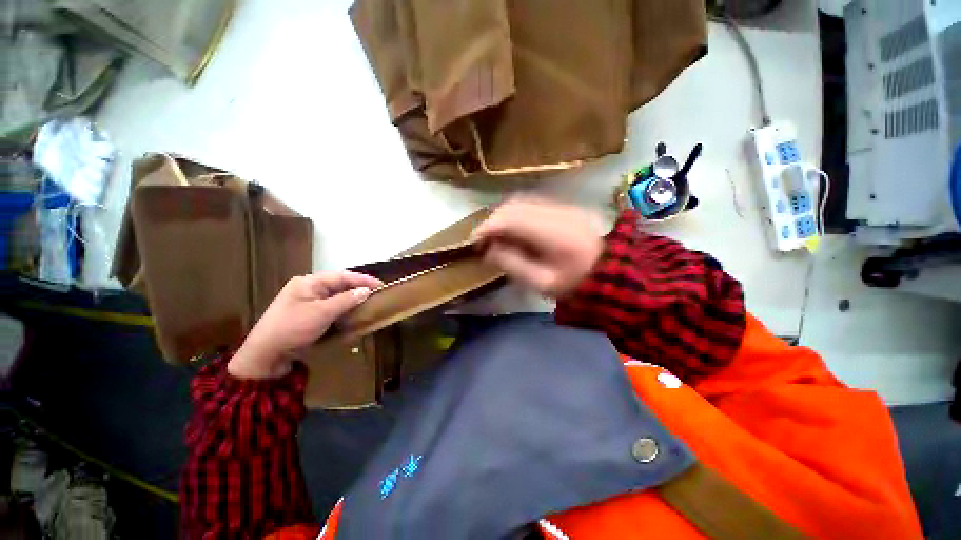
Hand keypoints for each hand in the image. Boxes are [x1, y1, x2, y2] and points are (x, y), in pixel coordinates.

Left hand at [227, 271, 381, 379]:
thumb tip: (366, 291)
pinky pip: (330, 309)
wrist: (264, 356)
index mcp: (308, 282)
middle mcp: (308, 289)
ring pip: (336, 298)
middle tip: (377, 295)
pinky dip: (343, 311)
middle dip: (358, 289)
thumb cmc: (292, 328)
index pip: (341, 276)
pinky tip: (353, 316)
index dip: (362, 279)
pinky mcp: (308, 317)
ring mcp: (307, 303)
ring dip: (351, 301)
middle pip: (339, 286)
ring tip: (369, 304)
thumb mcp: (321, 313)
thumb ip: (346, 300)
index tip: (381, 285)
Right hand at [473, 197, 604, 296]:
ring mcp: (562, 207)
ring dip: (504, 216)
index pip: (510, 219)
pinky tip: (515, 230)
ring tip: (497, 236)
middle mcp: (556, 212)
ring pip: (522, 202)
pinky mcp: (565, 207)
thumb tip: (489, 250)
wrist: (613, 273)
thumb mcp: (541, 282)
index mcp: (552, 233)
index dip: (487, 227)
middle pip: (513, 205)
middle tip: (485, 240)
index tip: (474, 241)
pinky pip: (533, 204)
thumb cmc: (576, 284)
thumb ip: (512, 264)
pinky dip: (517, 215)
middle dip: (493, 221)